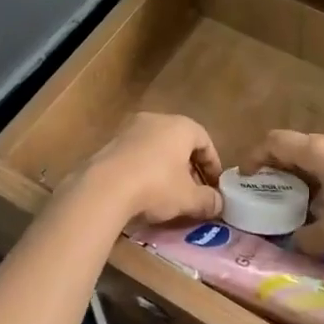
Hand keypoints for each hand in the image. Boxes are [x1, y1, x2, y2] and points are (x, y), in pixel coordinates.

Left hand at [66, 112, 222, 229]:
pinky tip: (144, 190)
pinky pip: (137, 154)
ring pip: (157, 146)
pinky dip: (145, 168)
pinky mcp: (111, 143)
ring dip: (166, 167)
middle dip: (189, 166)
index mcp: (180, 126)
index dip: (213, 164)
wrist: (104, 187)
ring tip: (169, 192)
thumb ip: (208, 200)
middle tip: (194, 190)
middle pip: (180, 141)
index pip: (205, 140)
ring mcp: (130, 129)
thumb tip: (219, 204)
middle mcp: (156, 119)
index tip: (215, 186)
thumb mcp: (188, 198)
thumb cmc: (156, 186)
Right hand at [240, 127, 323, 255]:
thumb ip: (313, 238)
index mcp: (317, 151)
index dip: (256, 155)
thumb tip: (296, 245)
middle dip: (283, 165)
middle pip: (298, 144)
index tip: (246, 174)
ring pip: (323, 150)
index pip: (275, 142)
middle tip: (277, 189)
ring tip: (309, 196)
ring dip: (310, 169)